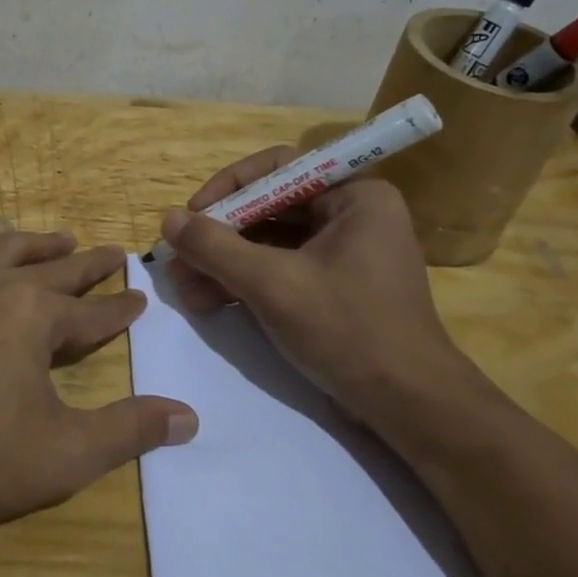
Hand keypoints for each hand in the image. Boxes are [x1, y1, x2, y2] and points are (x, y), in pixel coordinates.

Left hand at [0, 228, 197, 545]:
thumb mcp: (65, 455)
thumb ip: (130, 431)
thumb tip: (189, 416)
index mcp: (33, 315)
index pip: (92, 311)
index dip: (121, 308)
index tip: (140, 298)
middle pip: (54, 268)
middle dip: (89, 263)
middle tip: (115, 253)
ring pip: (5, 249)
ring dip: (38, 244)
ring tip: (61, 240)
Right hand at [161, 148, 483, 428]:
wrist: (409, 408)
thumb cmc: (348, 330)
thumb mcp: (273, 285)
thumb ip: (216, 248)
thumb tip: (168, 220)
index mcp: (355, 196)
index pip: (279, 168)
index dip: (229, 186)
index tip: (192, 214)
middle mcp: (351, 215)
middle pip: (269, 208)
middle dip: (219, 236)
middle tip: (178, 258)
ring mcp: (343, 254)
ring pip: (269, 243)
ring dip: (224, 263)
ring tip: (183, 288)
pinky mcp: (333, 288)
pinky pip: (280, 270)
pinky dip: (244, 283)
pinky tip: (207, 302)